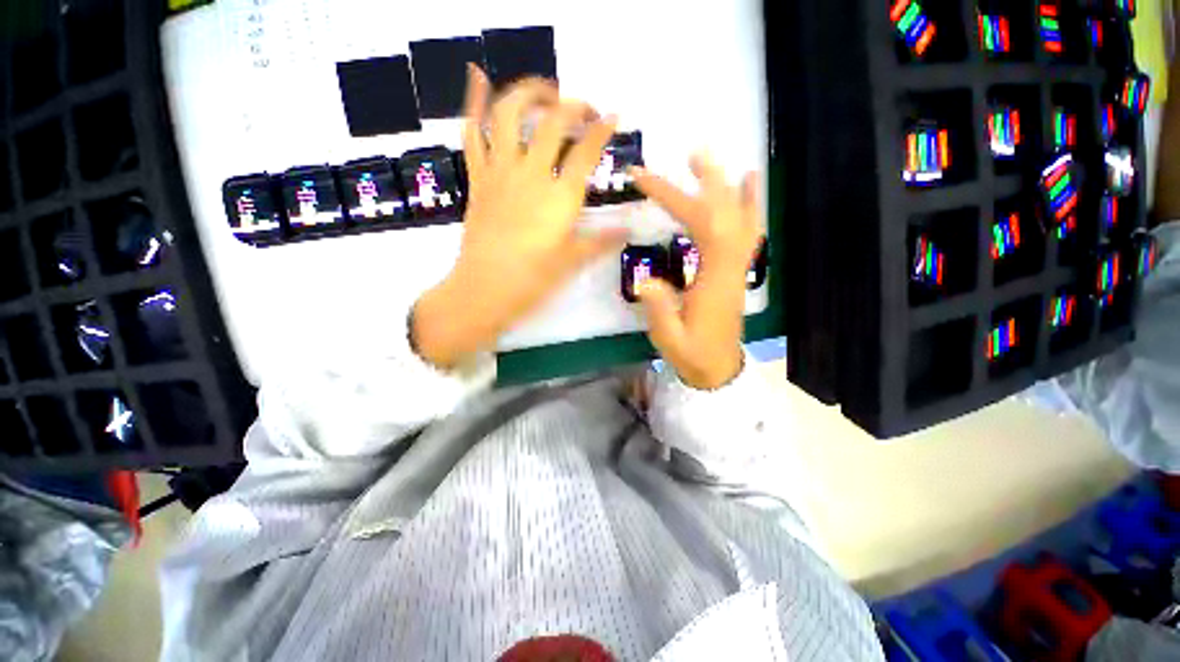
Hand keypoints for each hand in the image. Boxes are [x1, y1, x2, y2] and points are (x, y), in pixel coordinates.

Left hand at [412, 66, 625, 367]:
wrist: (484, 290)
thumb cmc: (532, 280)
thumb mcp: (572, 261)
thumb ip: (601, 241)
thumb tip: (629, 229)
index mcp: (560, 198)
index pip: (586, 151)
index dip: (602, 130)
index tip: (614, 117)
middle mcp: (531, 174)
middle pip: (553, 122)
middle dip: (574, 106)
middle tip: (586, 110)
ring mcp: (500, 172)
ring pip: (509, 114)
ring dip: (529, 92)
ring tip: (546, 91)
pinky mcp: (478, 178)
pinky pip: (472, 133)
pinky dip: (473, 101)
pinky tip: (476, 75)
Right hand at [632, 156, 762, 389]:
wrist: (718, 370)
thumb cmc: (692, 355)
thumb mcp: (669, 338)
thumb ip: (659, 309)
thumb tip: (644, 279)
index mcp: (713, 280)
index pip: (699, 226)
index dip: (673, 198)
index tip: (644, 180)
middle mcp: (731, 267)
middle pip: (725, 214)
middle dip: (707, 181)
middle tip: (691, 153)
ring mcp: (737, 267)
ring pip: (740, 219)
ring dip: (728, 187)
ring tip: (714, 161)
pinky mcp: (736, 271)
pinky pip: (748, 232)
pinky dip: (750, 205)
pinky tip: (749, 185)